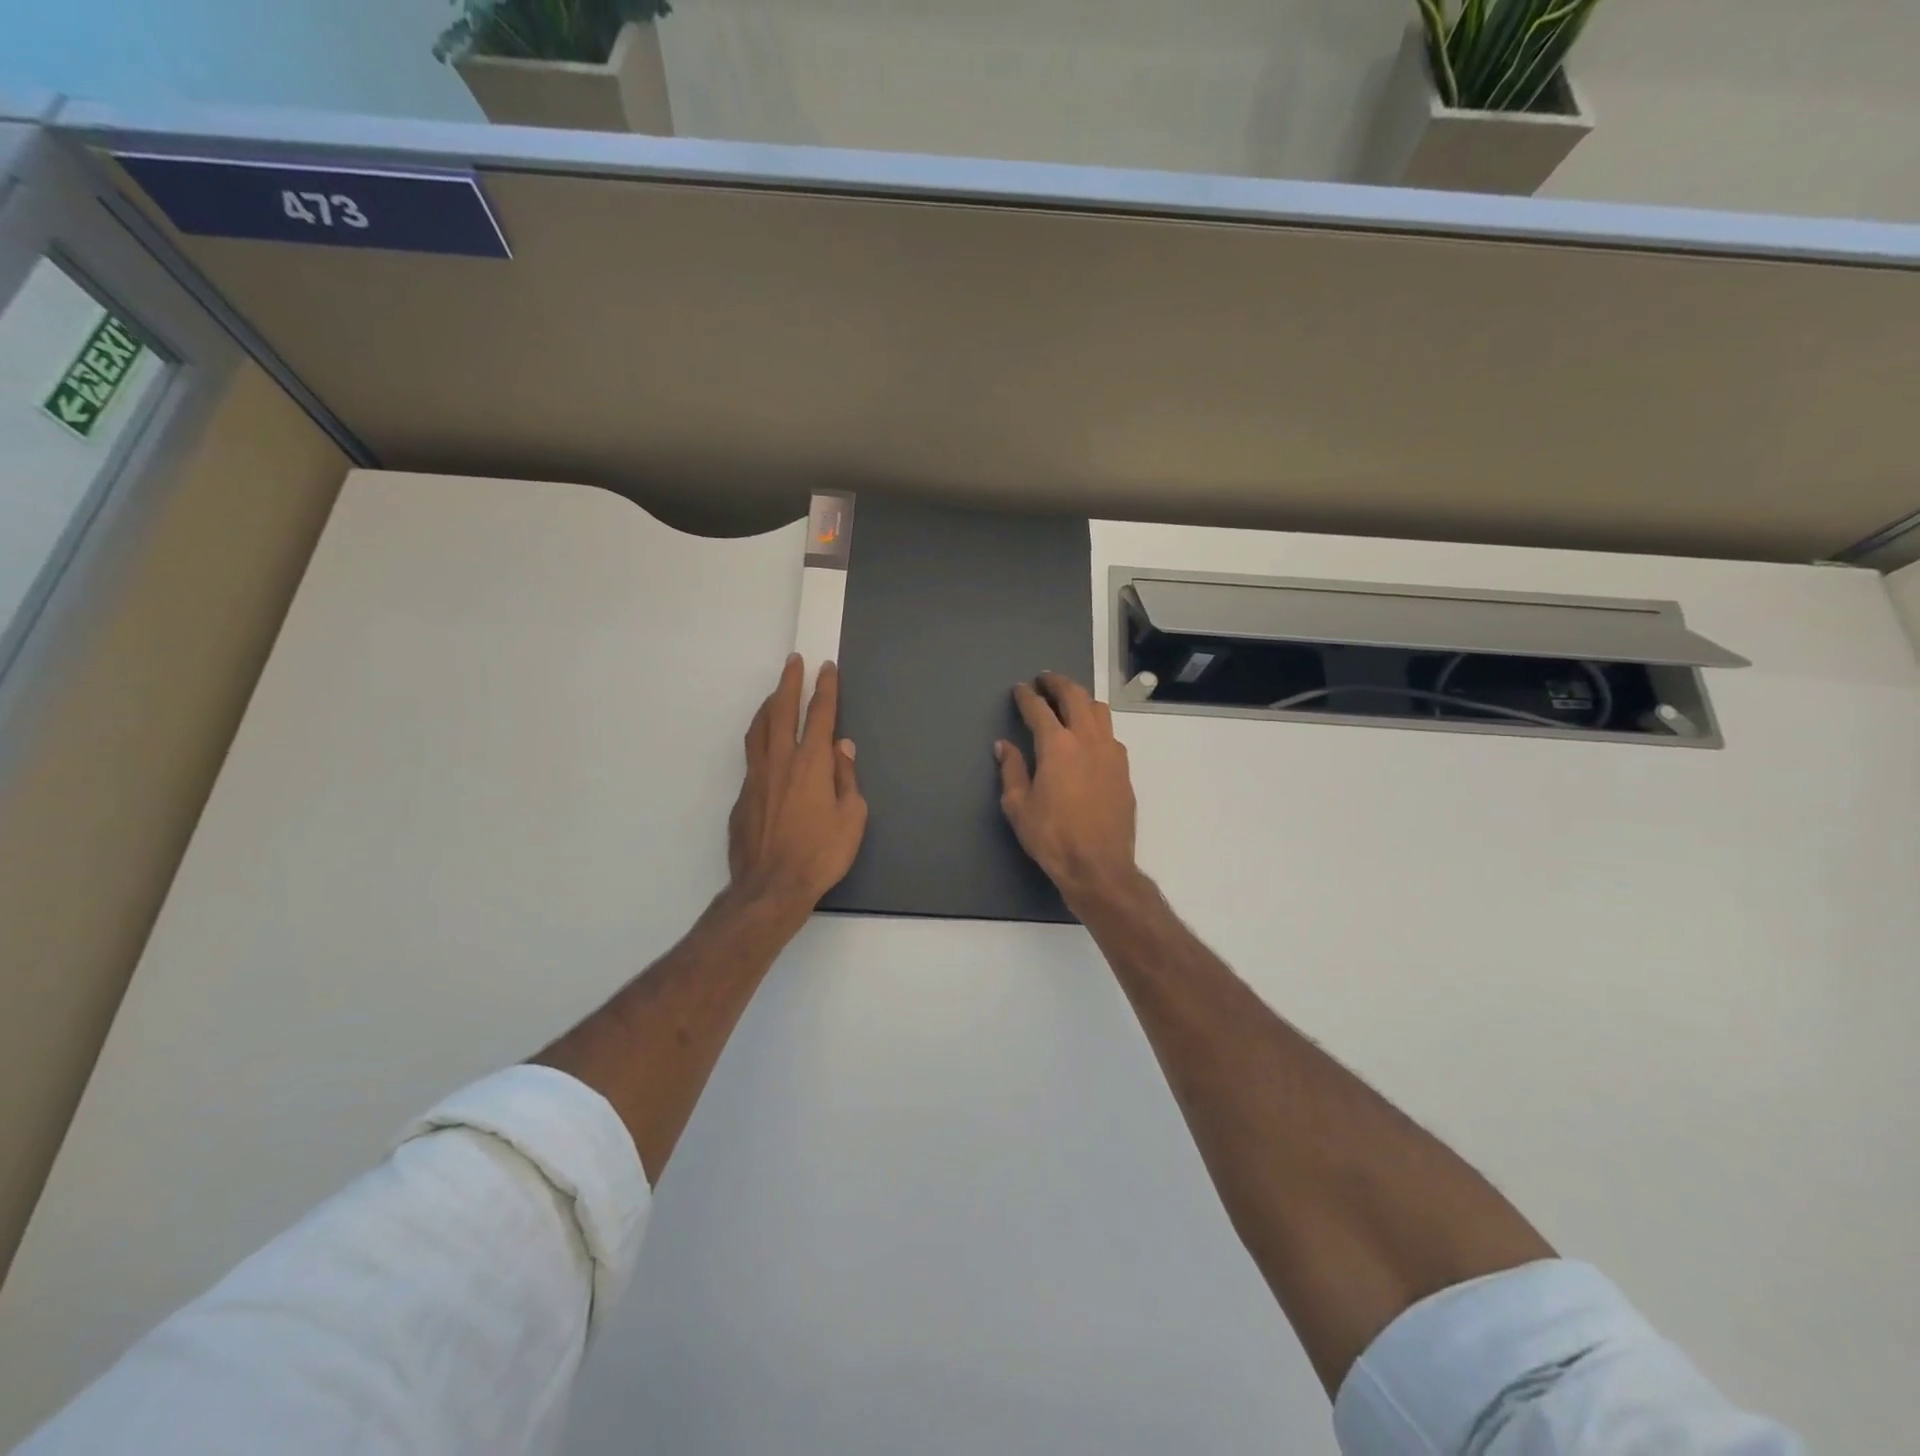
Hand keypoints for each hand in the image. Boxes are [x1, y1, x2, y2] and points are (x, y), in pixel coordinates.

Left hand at [728, 656, 866, 914]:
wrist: (770, 887)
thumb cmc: (821, 853)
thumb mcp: (852, 818)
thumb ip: (847, 779)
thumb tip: (843, 748)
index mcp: (812, 763)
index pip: (820, 715)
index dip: (825, 688)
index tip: (826, 668)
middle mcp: (781, 761)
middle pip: (782, 711)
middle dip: (789, 682)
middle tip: (793, 662)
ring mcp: (756, 778)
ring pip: (759, 730)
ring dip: (769, 707)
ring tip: (775, 695)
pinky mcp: (742, 797)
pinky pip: (752, 757)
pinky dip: (760, 741)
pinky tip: (767, 749)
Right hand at [996, 672, 1138, 907]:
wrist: (1099, 866)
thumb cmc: (1052, 837)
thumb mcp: (1019, 806)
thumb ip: (1012, 770)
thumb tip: (1004, 746)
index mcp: (1057, 745)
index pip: (1039, 709)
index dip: (1027, 696)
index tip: (1020, 688)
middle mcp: (1087, 740)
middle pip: (1075, 697)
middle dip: (1058, 684)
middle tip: (1045, 680)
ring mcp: (1111, 752)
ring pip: (1099, 711)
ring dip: (1082, 699)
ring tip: (1069, 701)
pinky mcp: (1124, 769)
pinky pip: (1111, 734)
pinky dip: (1097, 725)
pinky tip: (1089, 736)